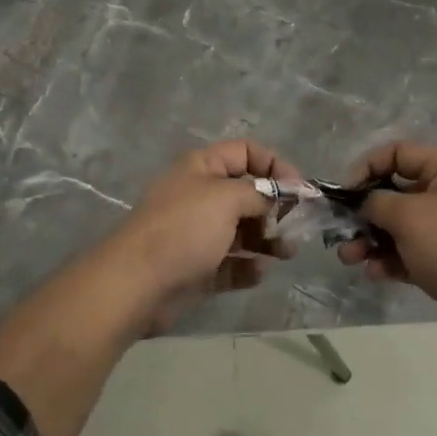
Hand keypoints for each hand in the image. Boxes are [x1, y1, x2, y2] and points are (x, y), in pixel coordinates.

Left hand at [104, 139, 299, 332]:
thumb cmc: (184, 229)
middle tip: (295, 227)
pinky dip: (247, 267)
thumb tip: (280, 195)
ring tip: (285, 253)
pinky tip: (258, 273)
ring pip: (242, 231)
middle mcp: (200, 196)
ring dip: (268, 240)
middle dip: (275, 208)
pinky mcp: (198, 268)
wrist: (137, 284)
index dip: (275, 165)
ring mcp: (198, 234)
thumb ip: (260, 193)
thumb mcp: (227, 198)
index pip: (245, 152)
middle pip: (247, 194)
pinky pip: (231, 264)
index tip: (299, 191)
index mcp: (202, 168)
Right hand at [335, 141, 436, 349]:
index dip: (367, 167)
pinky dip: (389, 259)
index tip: (344, 193)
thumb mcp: (407, 216)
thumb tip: (361, 203)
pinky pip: (408, 252)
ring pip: (398, 226)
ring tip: (349, 258)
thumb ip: (375, 202)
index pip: (398, 153)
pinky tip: (374, 273)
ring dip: (370, 239)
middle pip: (395, 192)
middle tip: (340, 230)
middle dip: (364, 213)